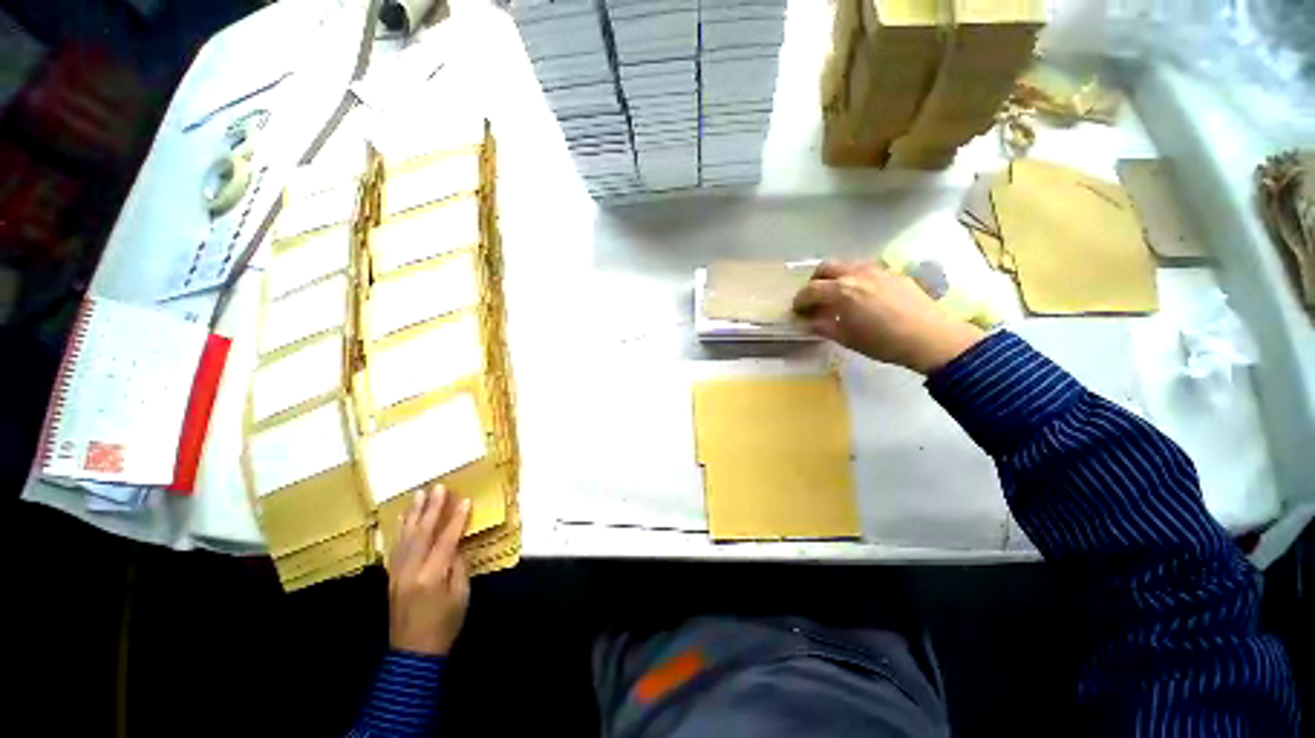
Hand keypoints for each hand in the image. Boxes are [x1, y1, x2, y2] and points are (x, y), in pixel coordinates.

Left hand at [388, 485, 470, 655]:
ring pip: (405, 537)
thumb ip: (458, 566)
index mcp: (432, 576)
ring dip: (413, 514)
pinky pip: (395, 548)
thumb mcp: (461, 596)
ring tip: (418, 495)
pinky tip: (402, 519)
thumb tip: (456, 545)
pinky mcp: (391, 578)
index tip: (465, 499)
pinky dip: (400, 530)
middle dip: (431, 509)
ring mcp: (397, 574)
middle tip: (438, 487)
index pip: (445, 540)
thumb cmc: (445, 625)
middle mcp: (411, 571)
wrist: (413, 654)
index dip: (456, 519)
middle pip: (421, 533)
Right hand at [793, 259, 984, 373]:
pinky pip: (866, 269)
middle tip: (814, 298)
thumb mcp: (846, 338)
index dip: (800, 301)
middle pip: (825, 267)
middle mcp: (856, 273)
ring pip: (846, 265)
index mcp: (841, 290)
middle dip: (814, 281)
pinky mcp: (893, 273)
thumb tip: (808, 322)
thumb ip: (823, 326)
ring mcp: (877, 270)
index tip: (797, 311)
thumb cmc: (882, 342)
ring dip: (835, 277)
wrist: (930, 337)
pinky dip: (854, 278)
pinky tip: (862, 295)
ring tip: (837, 295)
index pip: (810, 290)